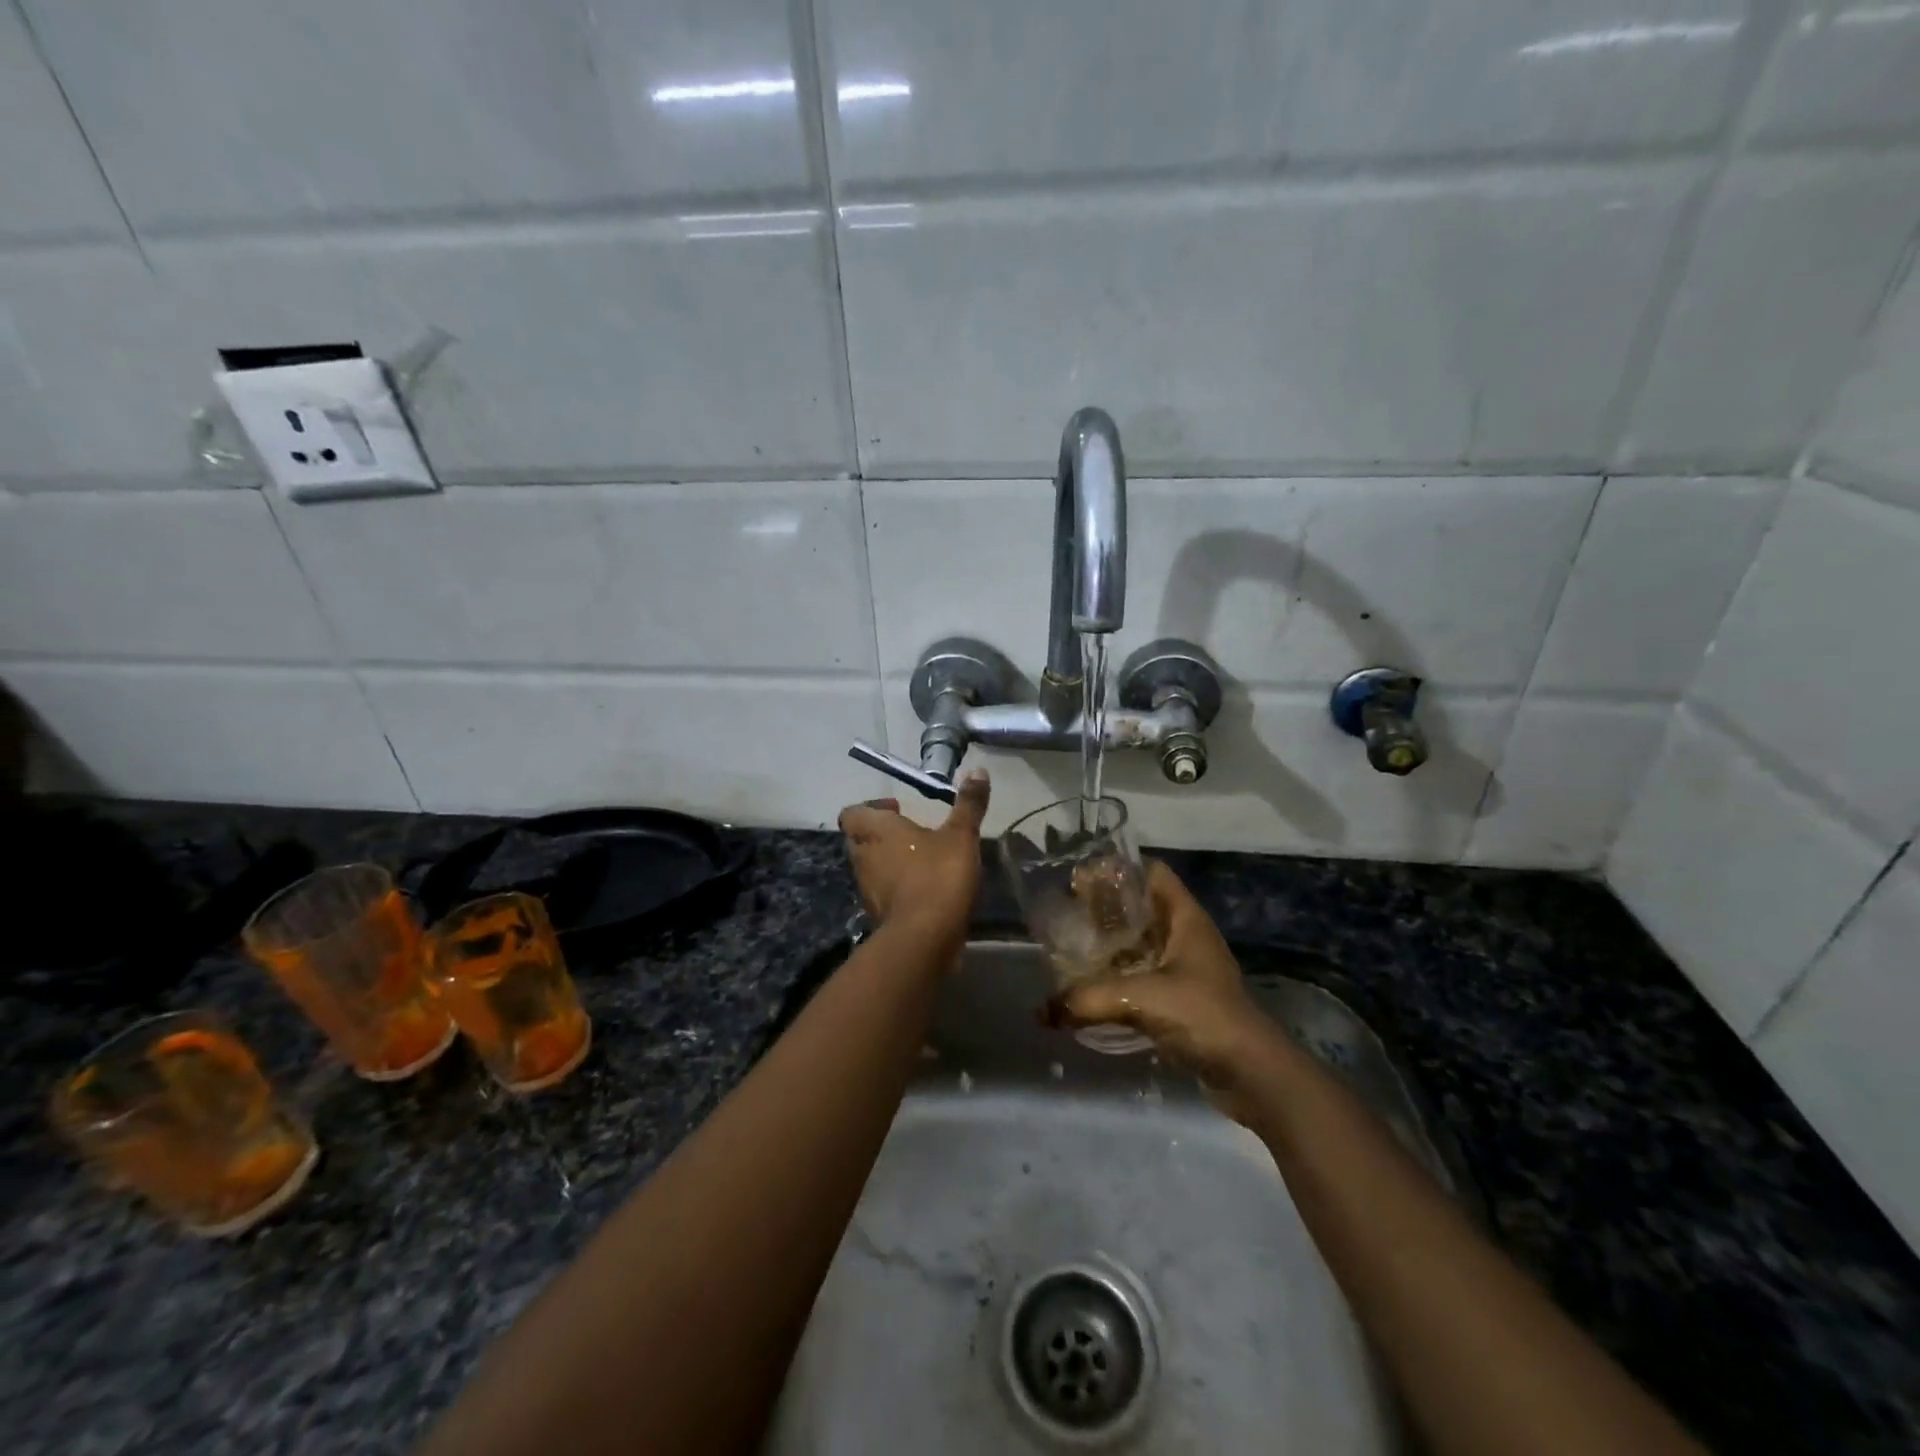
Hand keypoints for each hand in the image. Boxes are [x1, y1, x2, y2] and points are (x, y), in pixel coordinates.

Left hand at [838, 771, 990, 947]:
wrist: (925, 937)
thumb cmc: (938, 875)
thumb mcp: (961, 835)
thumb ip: (968, 804)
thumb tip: (978, 770)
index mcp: (875, 831)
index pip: (852, 812)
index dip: (871, 807)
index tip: (898, 809)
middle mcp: (863, 856)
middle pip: (860, 838)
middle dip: (882, 834)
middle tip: (911, 832)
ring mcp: (867, 888)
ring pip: (870, 866)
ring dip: (889, 861)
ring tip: (921, 859)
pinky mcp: (877, 914)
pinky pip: (882, 892)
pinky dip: (897, 887)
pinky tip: (924, 889)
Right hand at [1052, 861, 1275, 1104]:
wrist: (1253, 1074)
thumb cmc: (1203, 1015)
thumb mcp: (1141, 999)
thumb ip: (1088, 999)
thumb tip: (1041, 1011)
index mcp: (1186, 919)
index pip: (1152, 874)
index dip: (1118, 871)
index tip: (1080, 880)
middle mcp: (1186, 937)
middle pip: (1141, 909)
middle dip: (1105, 910)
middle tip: (1066, 915)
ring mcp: (1186, 970)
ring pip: (1141, 945)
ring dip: (1110, 947)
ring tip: (1071, 949)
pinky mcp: (1183, 1001)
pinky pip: (1143, 977)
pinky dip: (1119, 978)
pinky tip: (1092, 988)